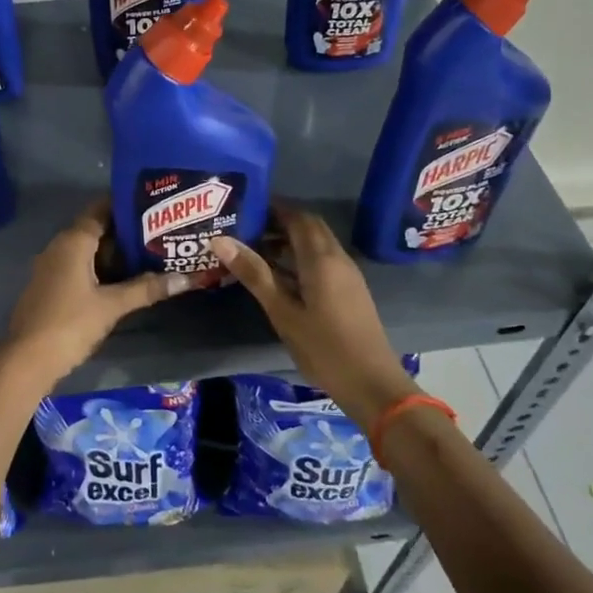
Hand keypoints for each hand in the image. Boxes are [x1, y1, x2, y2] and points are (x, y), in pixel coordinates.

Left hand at [2, 202, 188, 381]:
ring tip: (151, 252)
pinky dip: (102, 268)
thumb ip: (146, 289)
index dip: (126, 204)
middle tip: (160, 231)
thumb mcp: (112, 305)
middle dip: (127, 231)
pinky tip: (125, 279)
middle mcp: (60, 246)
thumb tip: (186, 278)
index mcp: (73, 241)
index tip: (153, 203)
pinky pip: (81, 267)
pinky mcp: (52, 286)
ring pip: (89, 251)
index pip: (101, 209)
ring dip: (115, 253)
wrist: (27, 359)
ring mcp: (53, 267)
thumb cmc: (70, 323)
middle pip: (97, 229)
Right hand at [211, 207, 417, 426]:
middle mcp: (337, 258)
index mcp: (321, 258)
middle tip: (245, 228)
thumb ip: (254, 274)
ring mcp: (347, 275)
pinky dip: (299, 258)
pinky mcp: (349, 291)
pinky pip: (322, 261)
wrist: (372, 384)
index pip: (298, 217)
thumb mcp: (282, 311)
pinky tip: (277, 275)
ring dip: (288, 241)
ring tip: (253, 250)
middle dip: (279, 222)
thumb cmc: (323, 347)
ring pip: (316, 245)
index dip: (273, 208)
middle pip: (309, 227)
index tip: (244, 207)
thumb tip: (220, 240)